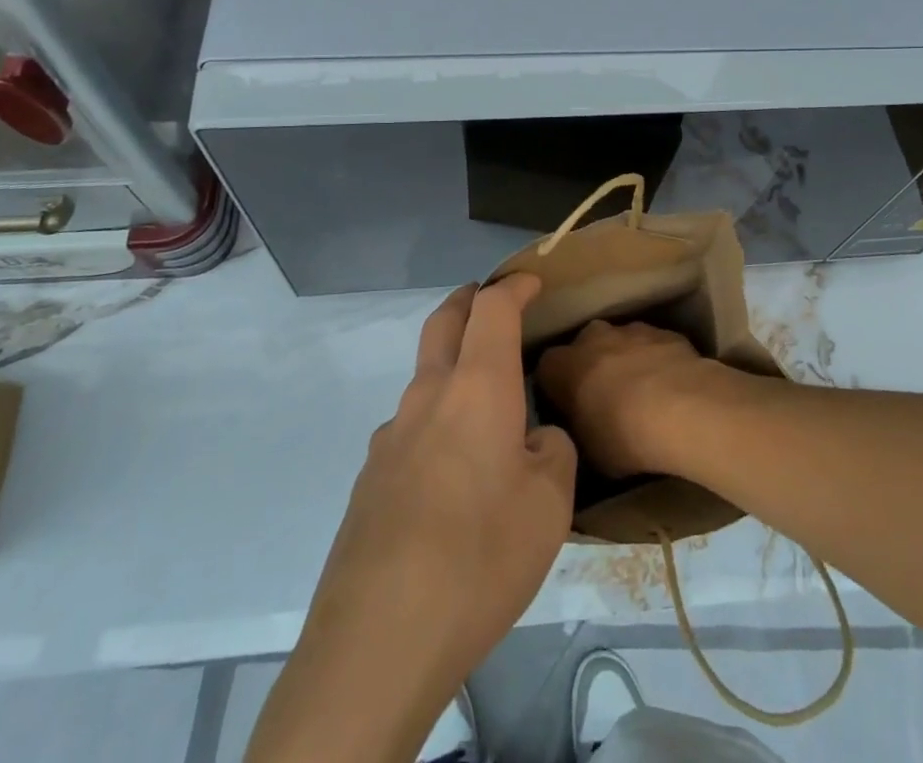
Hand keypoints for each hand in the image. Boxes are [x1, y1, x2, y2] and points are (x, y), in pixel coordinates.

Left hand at [250, 275, 575, 762]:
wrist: (378, 640)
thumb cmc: (481, 556)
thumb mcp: (550, 505)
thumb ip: (552, 453)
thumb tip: (536, 441)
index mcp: (476, 387)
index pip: (492, 308)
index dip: (513, 287)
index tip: (532, 282)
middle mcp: (428, 397)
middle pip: (442, 322)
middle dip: (468, 301)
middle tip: (489, 301)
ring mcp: (390, 438)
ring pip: (423, 379)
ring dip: (450, 367)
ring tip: (482, 405)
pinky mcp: (369, 480)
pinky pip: (409, 430)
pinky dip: (435, 422)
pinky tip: (450, 474)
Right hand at [535, 319, 721, 477]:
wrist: (681, 409)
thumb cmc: (622, 435)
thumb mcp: (587, 451)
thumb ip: (577, 429)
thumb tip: (579, 426)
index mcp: (563, 365)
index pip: (547, 369)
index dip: (556, 388)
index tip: (567, 409)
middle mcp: (592, 337)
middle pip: (584, 347)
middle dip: (591, 367)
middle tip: (604, 399)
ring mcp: (631, 330)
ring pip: (621, 342)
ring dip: (626, 361)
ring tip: (643, 395)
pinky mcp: (665, 332)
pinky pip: (653, 346)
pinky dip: (656, 361)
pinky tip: (670, 388)